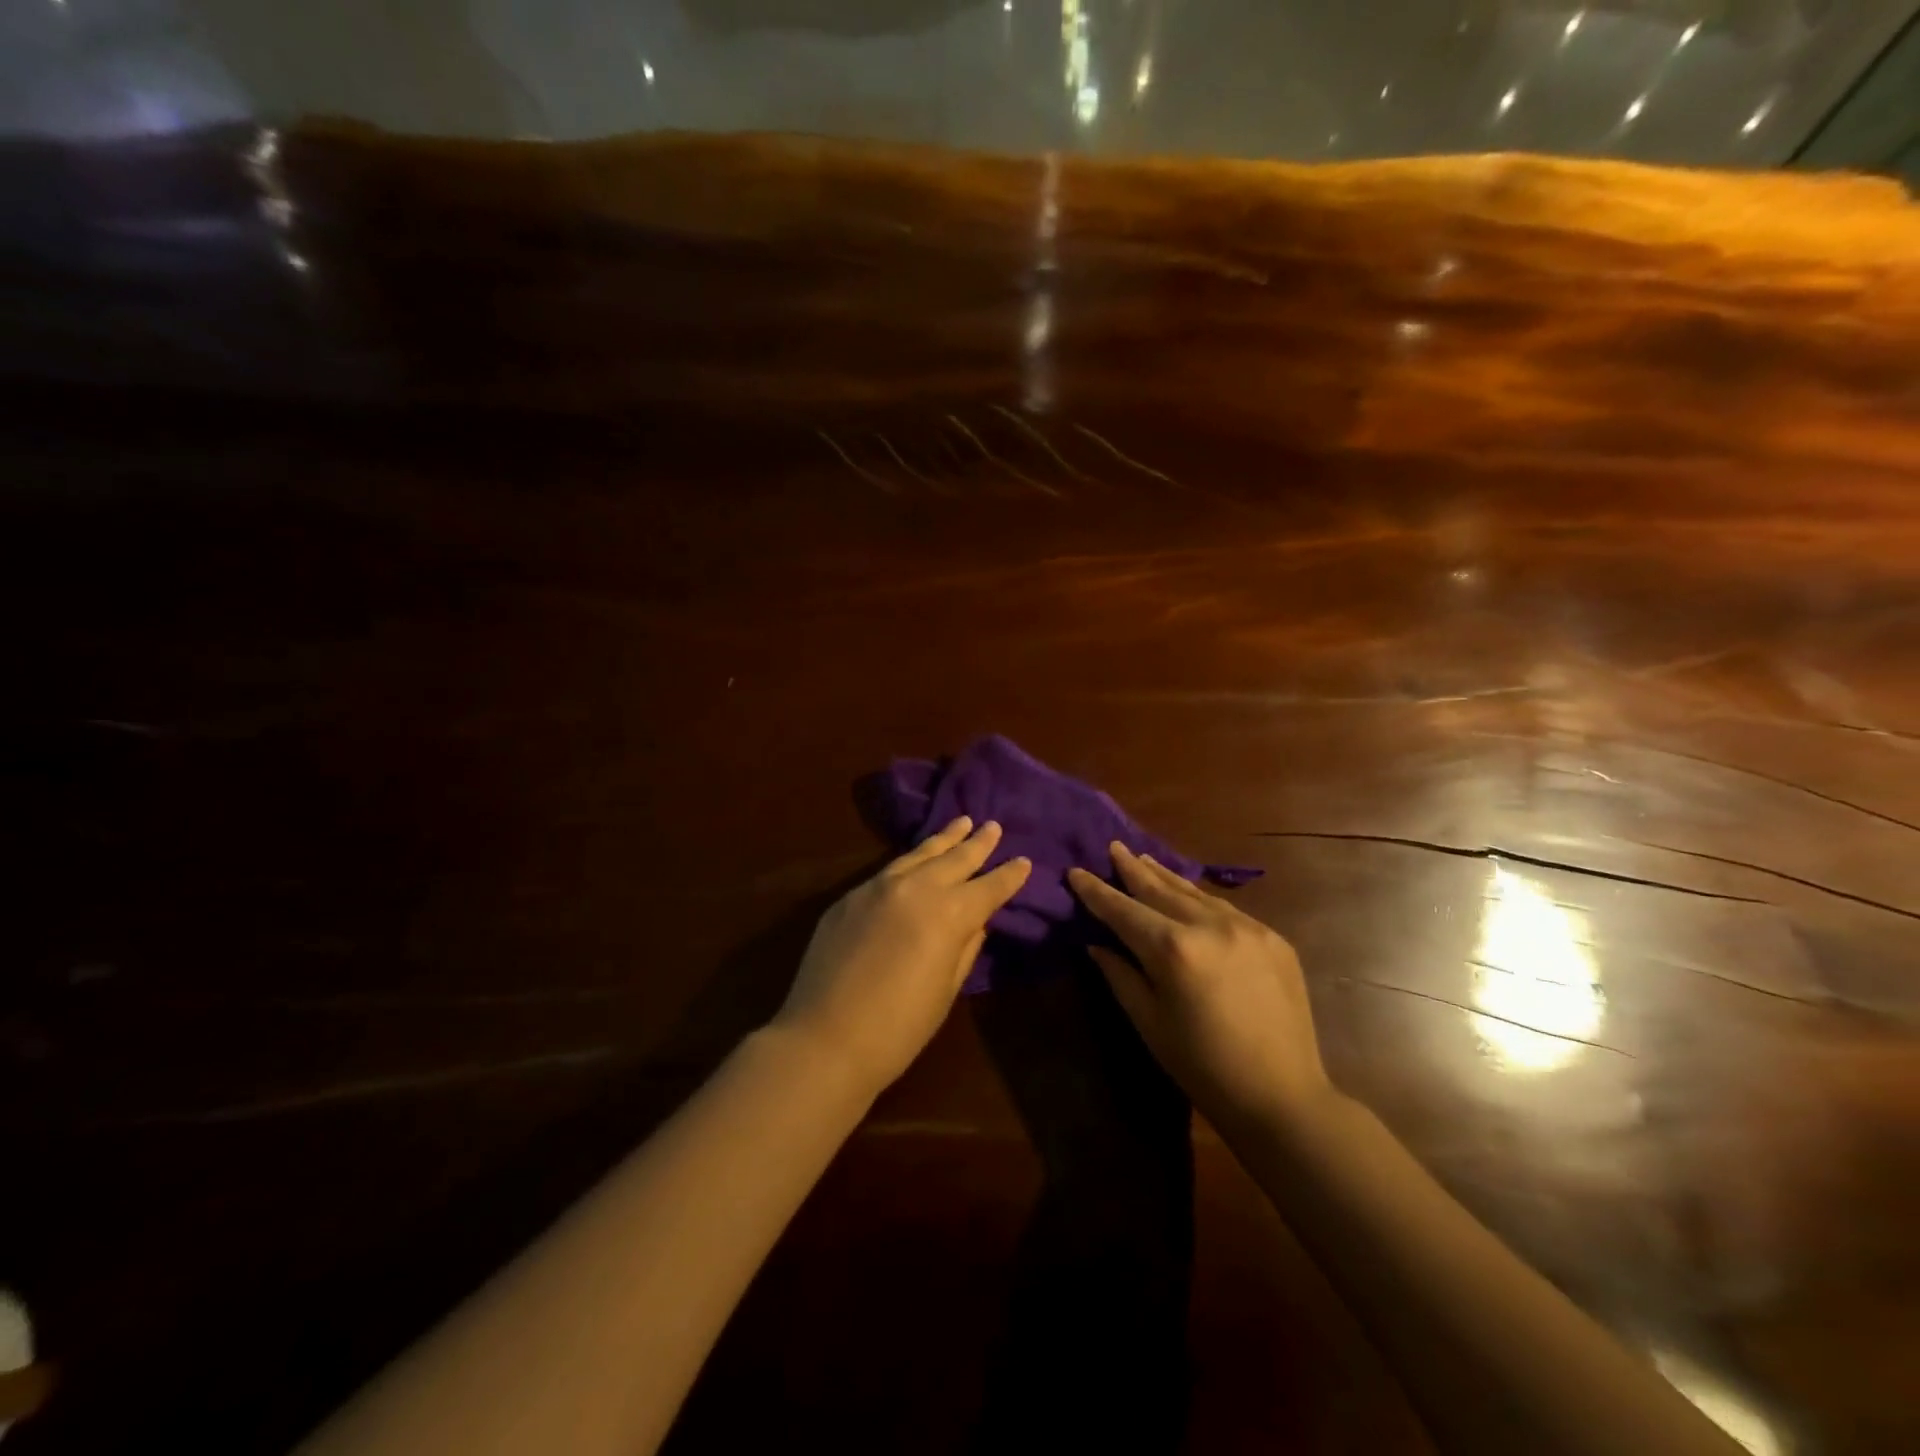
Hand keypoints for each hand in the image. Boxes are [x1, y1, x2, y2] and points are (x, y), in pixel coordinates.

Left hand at [776, 817, 1030, 1097]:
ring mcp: (878, 887)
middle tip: (993, 826)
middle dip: (978, 843)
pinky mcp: (850, 896)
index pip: (988, 888)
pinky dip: (911, 859)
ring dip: (944, 839)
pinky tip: (917, 858)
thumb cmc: (899, 1028)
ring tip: (962, 822)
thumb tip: (976, 922)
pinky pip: (889, 869)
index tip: (1025, 861)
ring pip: (919, 854)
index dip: (1009, 875)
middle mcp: (916, 888)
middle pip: (955, 859)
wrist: (825, 1039)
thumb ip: (965, 948)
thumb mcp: (945, 990)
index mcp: (949, 915)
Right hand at [1069, 843, 1329, 1130]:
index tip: (1076, 871)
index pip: (1123, 910)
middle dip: (1132, 869)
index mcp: (1173, 949)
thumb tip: (1097, 943)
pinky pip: (1225, 909)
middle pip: (1160, 889)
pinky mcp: (1273, 938)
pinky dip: (1199, 899)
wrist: (1282, 1097)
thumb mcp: (1149, 1023)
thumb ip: (1120, 975)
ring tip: (1144, 860)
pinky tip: (1188, 896)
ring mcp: (1248, 927)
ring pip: (1195, 893)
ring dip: (1166, 877)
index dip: (1096, 891)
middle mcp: (1210, 926)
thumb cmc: (1202, 1067)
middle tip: (1113, 846)